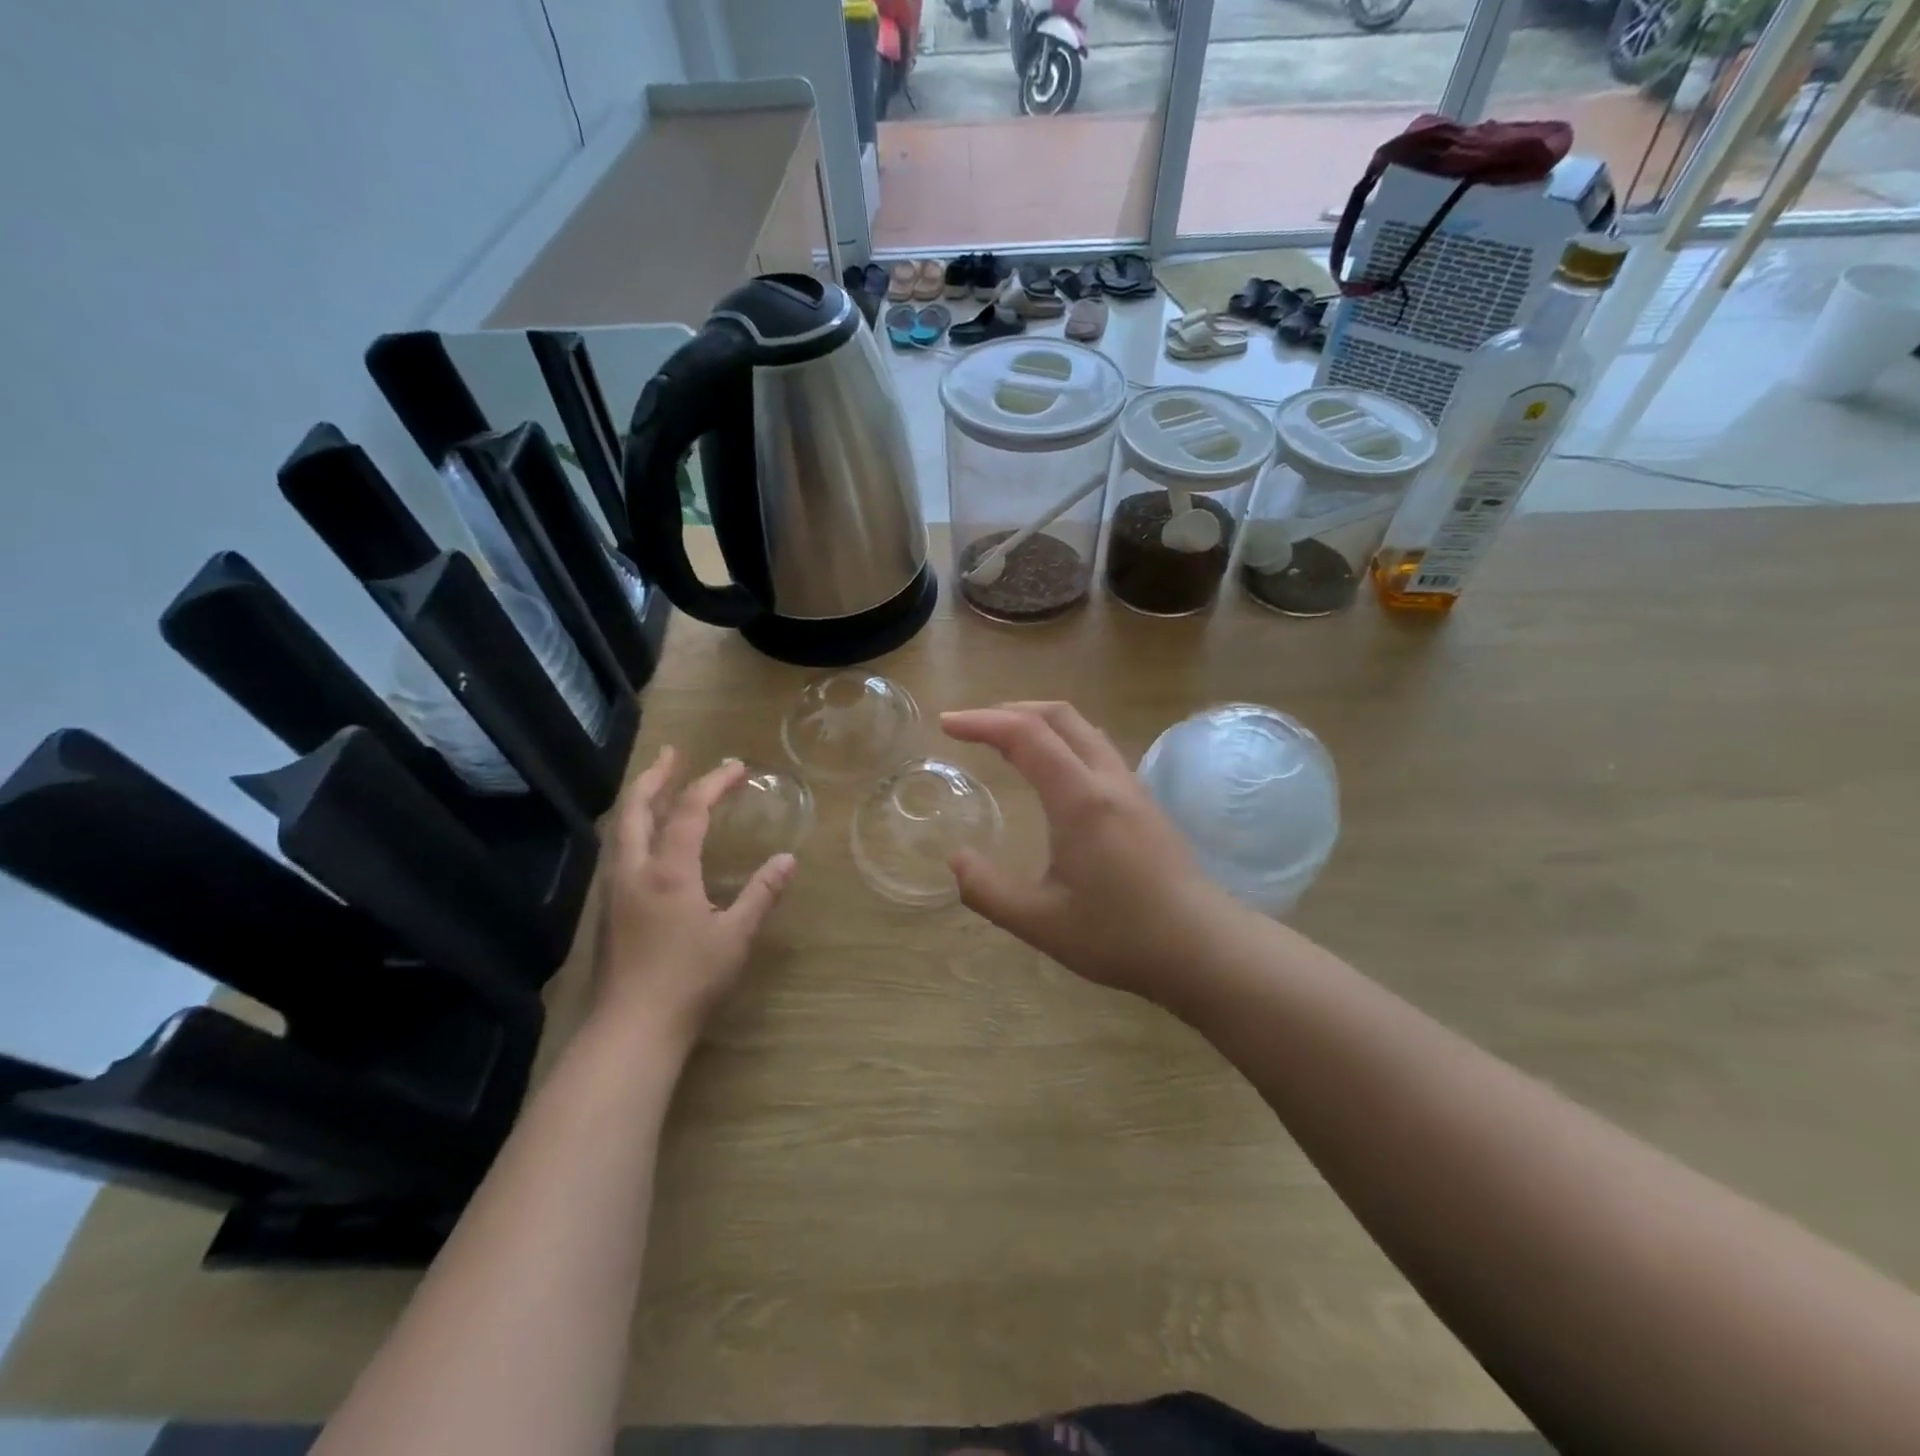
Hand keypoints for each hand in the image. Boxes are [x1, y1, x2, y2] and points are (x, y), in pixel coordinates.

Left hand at [592, 749, 795, 1051]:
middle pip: (636, 808)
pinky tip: (645, 840)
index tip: (737, 766)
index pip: (690, 810)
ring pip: (621, 829)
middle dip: (655, 776)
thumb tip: (787, 860)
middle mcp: (635, 870)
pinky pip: (618, 851)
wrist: (631, 1029)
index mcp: (669, 871)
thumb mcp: (735, 937)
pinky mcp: (609, 910)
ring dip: (639, 800)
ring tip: (657, 786)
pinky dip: (633, 828)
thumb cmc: (689, 981)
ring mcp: (615, 890)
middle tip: (673, 754)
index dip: (713, 782)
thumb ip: (761, 894)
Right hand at [941, 702, 1239, 1009]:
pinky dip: (1063, 740)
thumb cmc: (1120, 935)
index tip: (947, 725)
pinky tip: (1053, 772)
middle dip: (1010, 709)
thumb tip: (955, 860)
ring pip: (1083, 728)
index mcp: (1080, 799)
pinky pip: (1098, 749)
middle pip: (1059, 715)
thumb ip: (987, 890)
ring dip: (1040, 722)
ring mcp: (1132, 788)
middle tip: (972, 727)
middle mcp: (1108, 780)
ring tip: (1006, 740)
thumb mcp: (1040, 922)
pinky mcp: (1145, 803)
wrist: (1203, 948)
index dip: (981, 722)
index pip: (1025, 735)